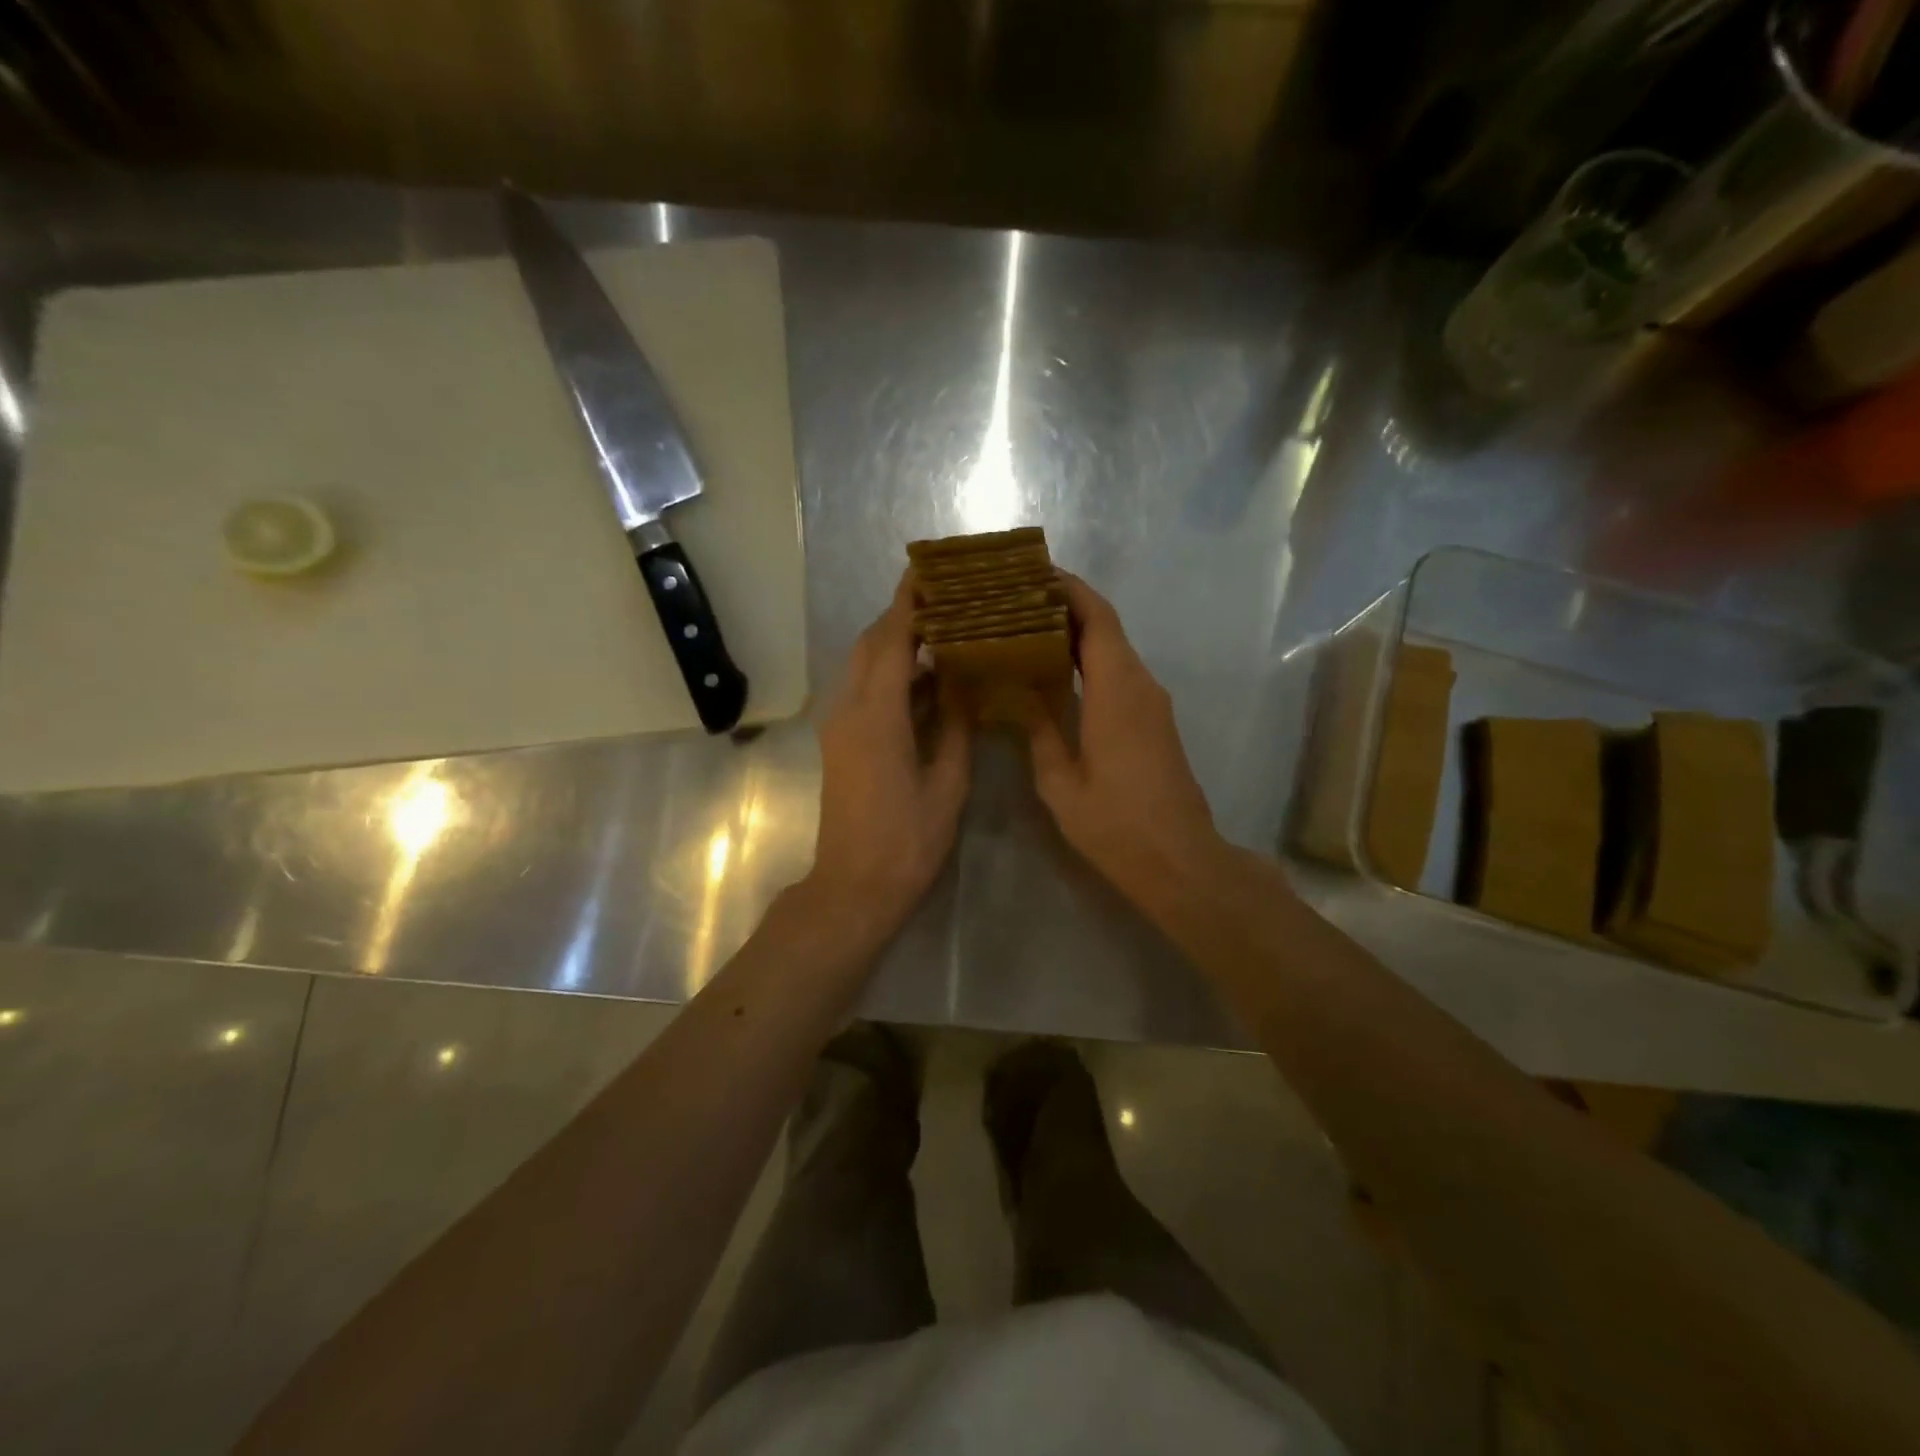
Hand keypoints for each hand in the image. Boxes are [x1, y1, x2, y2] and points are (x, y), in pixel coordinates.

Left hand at [804, 573, 970, 940]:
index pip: (892, 640)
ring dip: (898, 645)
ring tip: (944, 632)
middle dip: (903, 616)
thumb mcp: (947, 783)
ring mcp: (840, 725)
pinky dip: (893, 675)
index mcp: (876, 715)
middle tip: (946, 599)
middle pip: (871, 644)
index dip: (910, 603)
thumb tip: (962, 682)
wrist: (854, 886)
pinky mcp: (841, 741)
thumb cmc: (907, 841)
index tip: (932, 571)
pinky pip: (865, 691)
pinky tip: (928, 680)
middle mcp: (849, 709)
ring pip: (865, 666)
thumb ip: (954, 725)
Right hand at [1024, 573, 1228, 908]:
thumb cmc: (1116, 824)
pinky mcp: (1154, 721)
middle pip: (1106, 627)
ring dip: (1076, 635)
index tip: (1032, 574)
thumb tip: (1019, 694)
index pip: (1098, 617)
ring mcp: (1152, 703)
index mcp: (1117, 690)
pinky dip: (1089, 662)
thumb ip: (1039, 730)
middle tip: (1016, 602)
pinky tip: (1056, 675)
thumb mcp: (1061, 782)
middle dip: (1065, 607)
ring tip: (1027, 631)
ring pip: (1114, 650)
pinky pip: (1120, 674)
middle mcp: (1141, 685)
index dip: (1068, 589)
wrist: (1179, 861)